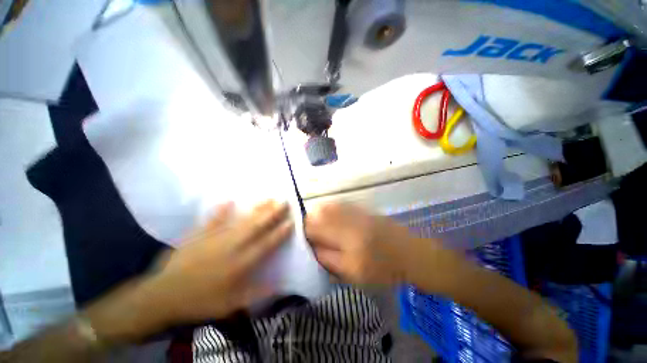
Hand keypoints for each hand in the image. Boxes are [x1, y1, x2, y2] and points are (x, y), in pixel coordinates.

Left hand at [146, 200, 292, 323]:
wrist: (163, 296)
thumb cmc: (201, 301)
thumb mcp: (231, 305)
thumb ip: (257, 294)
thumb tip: (280, 287)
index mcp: (240, 263)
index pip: (266, 244)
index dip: (280, 232)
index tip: (291, 221)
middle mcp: (232, 247)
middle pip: (256, 227)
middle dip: (273, 213)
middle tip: (284, 201)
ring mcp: (215, 238)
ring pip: (241, 220)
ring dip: (256, 209)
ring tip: (268, 198)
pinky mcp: (199, 235)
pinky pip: (212, 220)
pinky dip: (221, 210)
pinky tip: (229, 200)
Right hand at [305, 203, 417, 284]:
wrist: (410, 253)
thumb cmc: (383, 269)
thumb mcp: (354, 273)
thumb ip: (328, 260)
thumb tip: (312, 247)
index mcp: (347, 240)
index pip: (316, 229)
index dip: (305, 232)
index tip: (303, 239)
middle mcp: (350, 220)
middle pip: (320, 213)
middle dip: (309, 221)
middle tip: (309, 231)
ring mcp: (357, 212)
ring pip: (329, 206)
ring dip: (319, 213)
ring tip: (317, 222)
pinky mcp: (362, 208)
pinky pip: (340, 204)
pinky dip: (330, 208)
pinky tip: (330, 215)